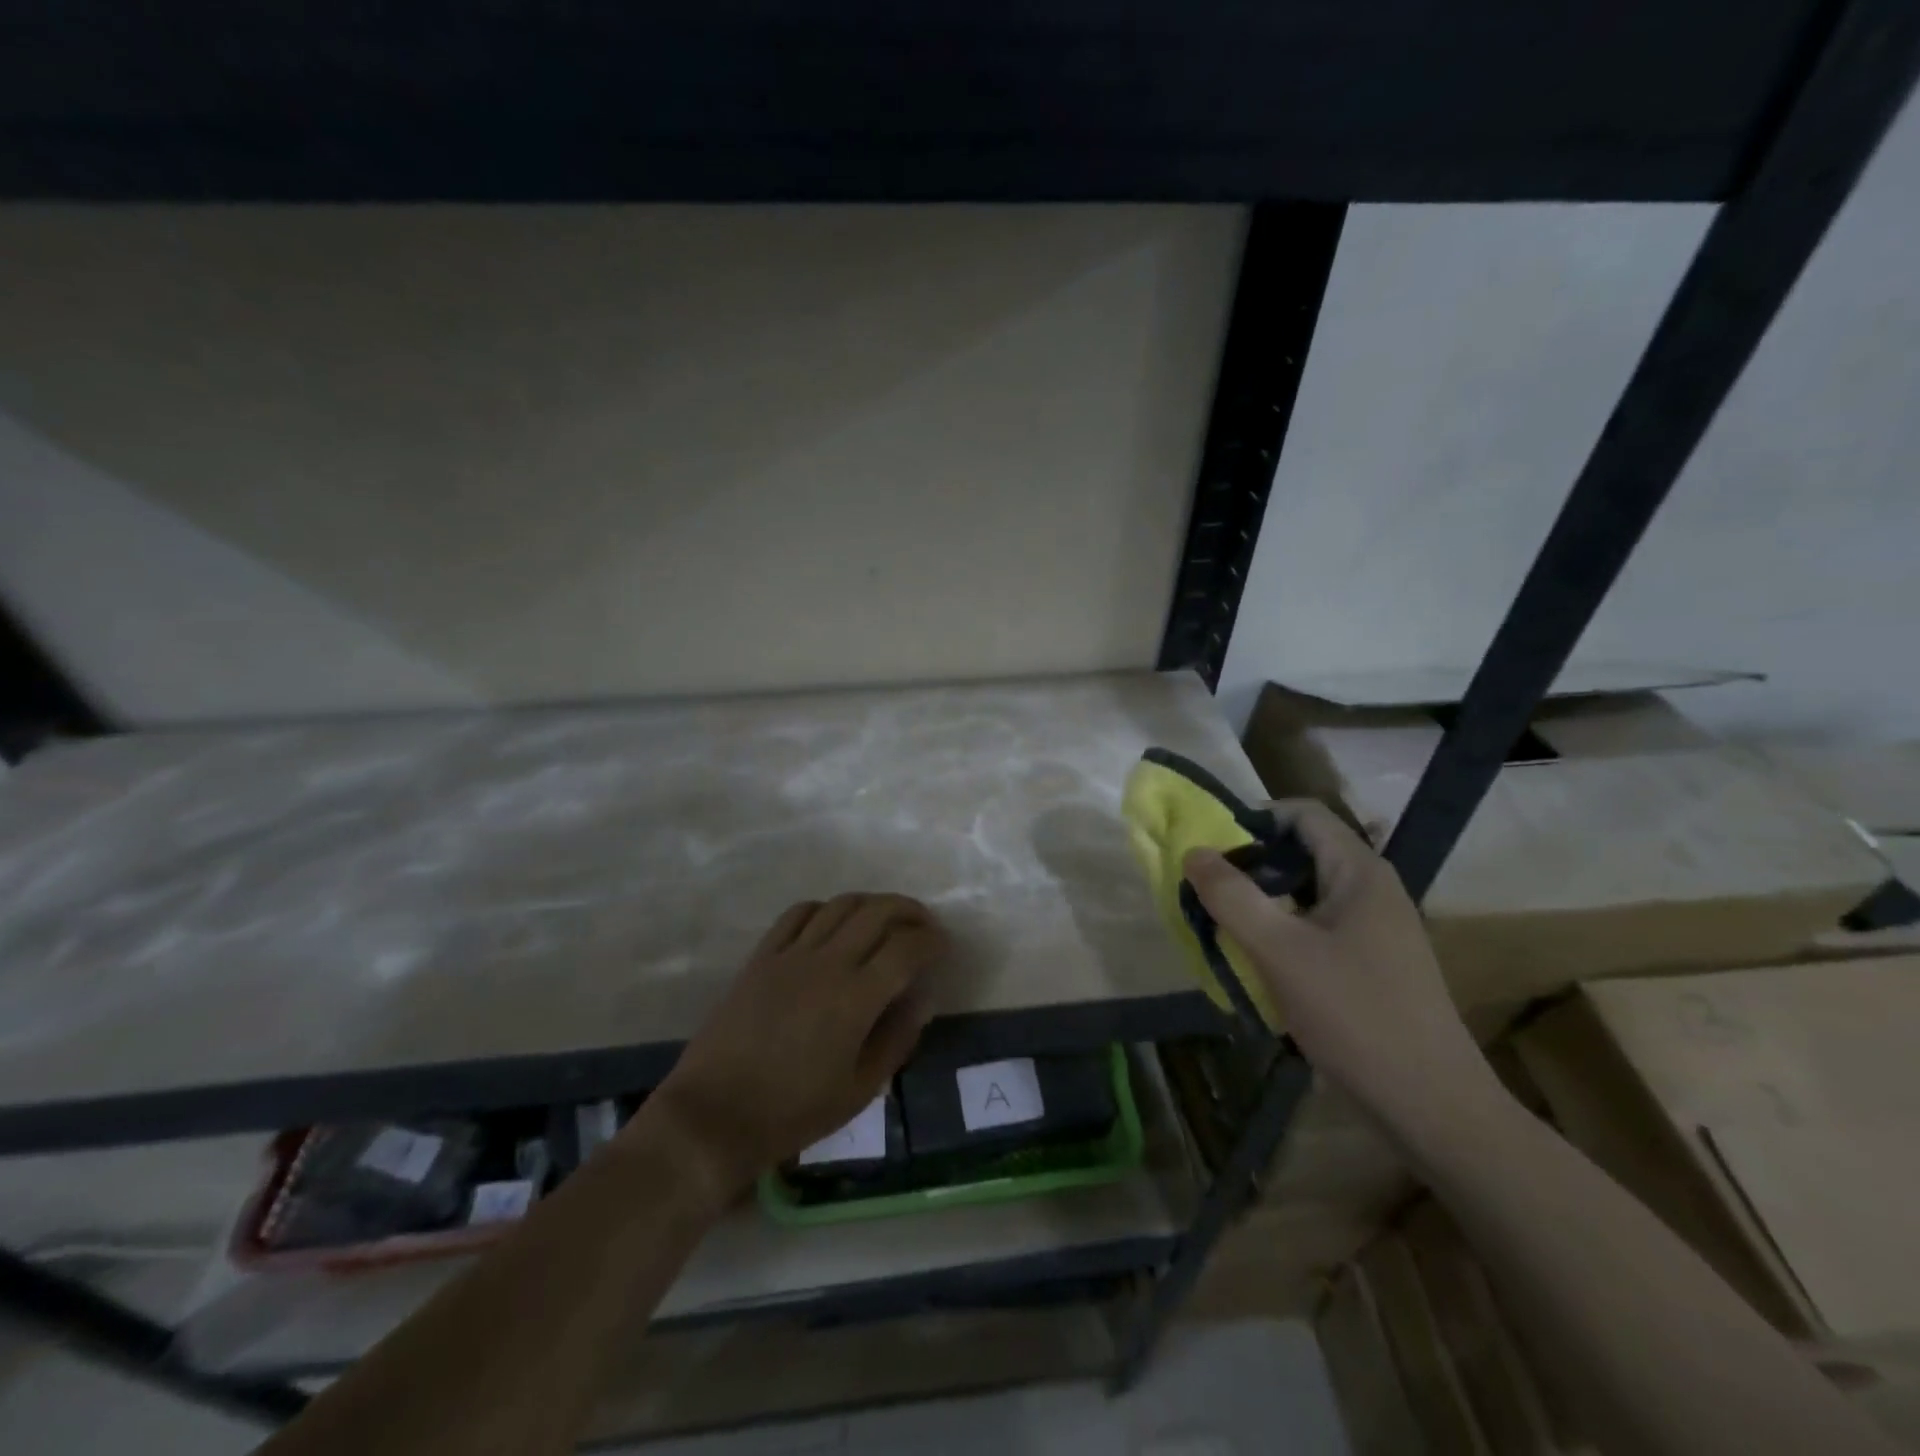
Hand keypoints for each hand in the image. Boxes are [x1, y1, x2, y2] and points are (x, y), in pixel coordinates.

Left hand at [647, 894, 945, 1197]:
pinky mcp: (761, 956)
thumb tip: (922, 999)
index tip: (944, 945)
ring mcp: (790, 954)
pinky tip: (834, 922)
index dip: (932, 940)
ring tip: (886, 919)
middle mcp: (827, 963)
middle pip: (878, 912)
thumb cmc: (792, 1113)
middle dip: (910, 911)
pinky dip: (826, 908)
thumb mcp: (859, 1091)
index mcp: (855, 998)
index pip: (907, 948)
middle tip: (924, 925)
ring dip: (872, 903)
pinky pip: (798, 913)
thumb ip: (896, 1040)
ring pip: (841, 905)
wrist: (713, 1116)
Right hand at [1182, 801, 1491, 1130]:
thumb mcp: (1281, 952)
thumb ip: (1232, 897)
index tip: (1211, 847)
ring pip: (1305, 892)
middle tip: (1208, 889)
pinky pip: (1315, 926)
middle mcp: (1371, 889)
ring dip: (1261, 901)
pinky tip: (1256, 960)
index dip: (1253, 818)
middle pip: (1301, 851)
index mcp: (1359, 872)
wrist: (1431, 1106)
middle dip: (1250, 864)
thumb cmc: (1355, 1015)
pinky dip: (1280, 930)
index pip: (1302, 814)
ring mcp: (1374, 927)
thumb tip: (1194, 852)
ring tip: (1222, 924)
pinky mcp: (1370, 961)